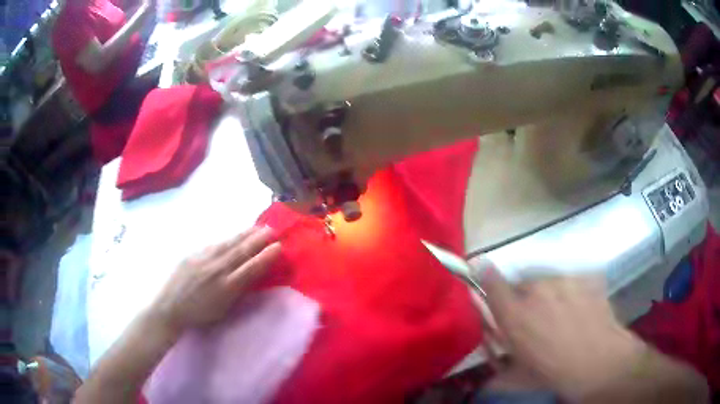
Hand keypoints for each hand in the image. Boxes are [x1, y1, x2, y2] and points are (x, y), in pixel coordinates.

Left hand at [149, 226, 281, 333]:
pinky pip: (215, 243)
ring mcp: (205, 259)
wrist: (170, 306)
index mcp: (227, 287)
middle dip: (259, 240)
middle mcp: (218, 269)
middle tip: (272, 230)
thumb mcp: (223, 310)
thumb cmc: (199, 314)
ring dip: (245, 235)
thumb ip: (237, 292)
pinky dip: (228, 238)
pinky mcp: (194, 253)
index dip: (266, 257)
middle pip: (242, 251)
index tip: (279, 247)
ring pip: (229, 243)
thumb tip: (251, 276)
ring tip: (257, 228)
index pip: (251, 268)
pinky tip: (234, 235)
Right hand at [480, 269, 642, 401]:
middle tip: (534, 320)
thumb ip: (496, 368)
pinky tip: (580, 313)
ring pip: (547, 281)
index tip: (482, 269)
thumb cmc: (554, 372)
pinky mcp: (585, 277)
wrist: (600, 361)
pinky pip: (571, 283)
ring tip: (561, 318)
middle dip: (522, 299)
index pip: (491, 281)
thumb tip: (488, 373)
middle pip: (521, 283)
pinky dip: (570, 294)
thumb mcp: (517, 378)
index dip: (484, 274)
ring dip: (547, 295)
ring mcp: (564, 280)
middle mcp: (536, 290)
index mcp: (514, 314)